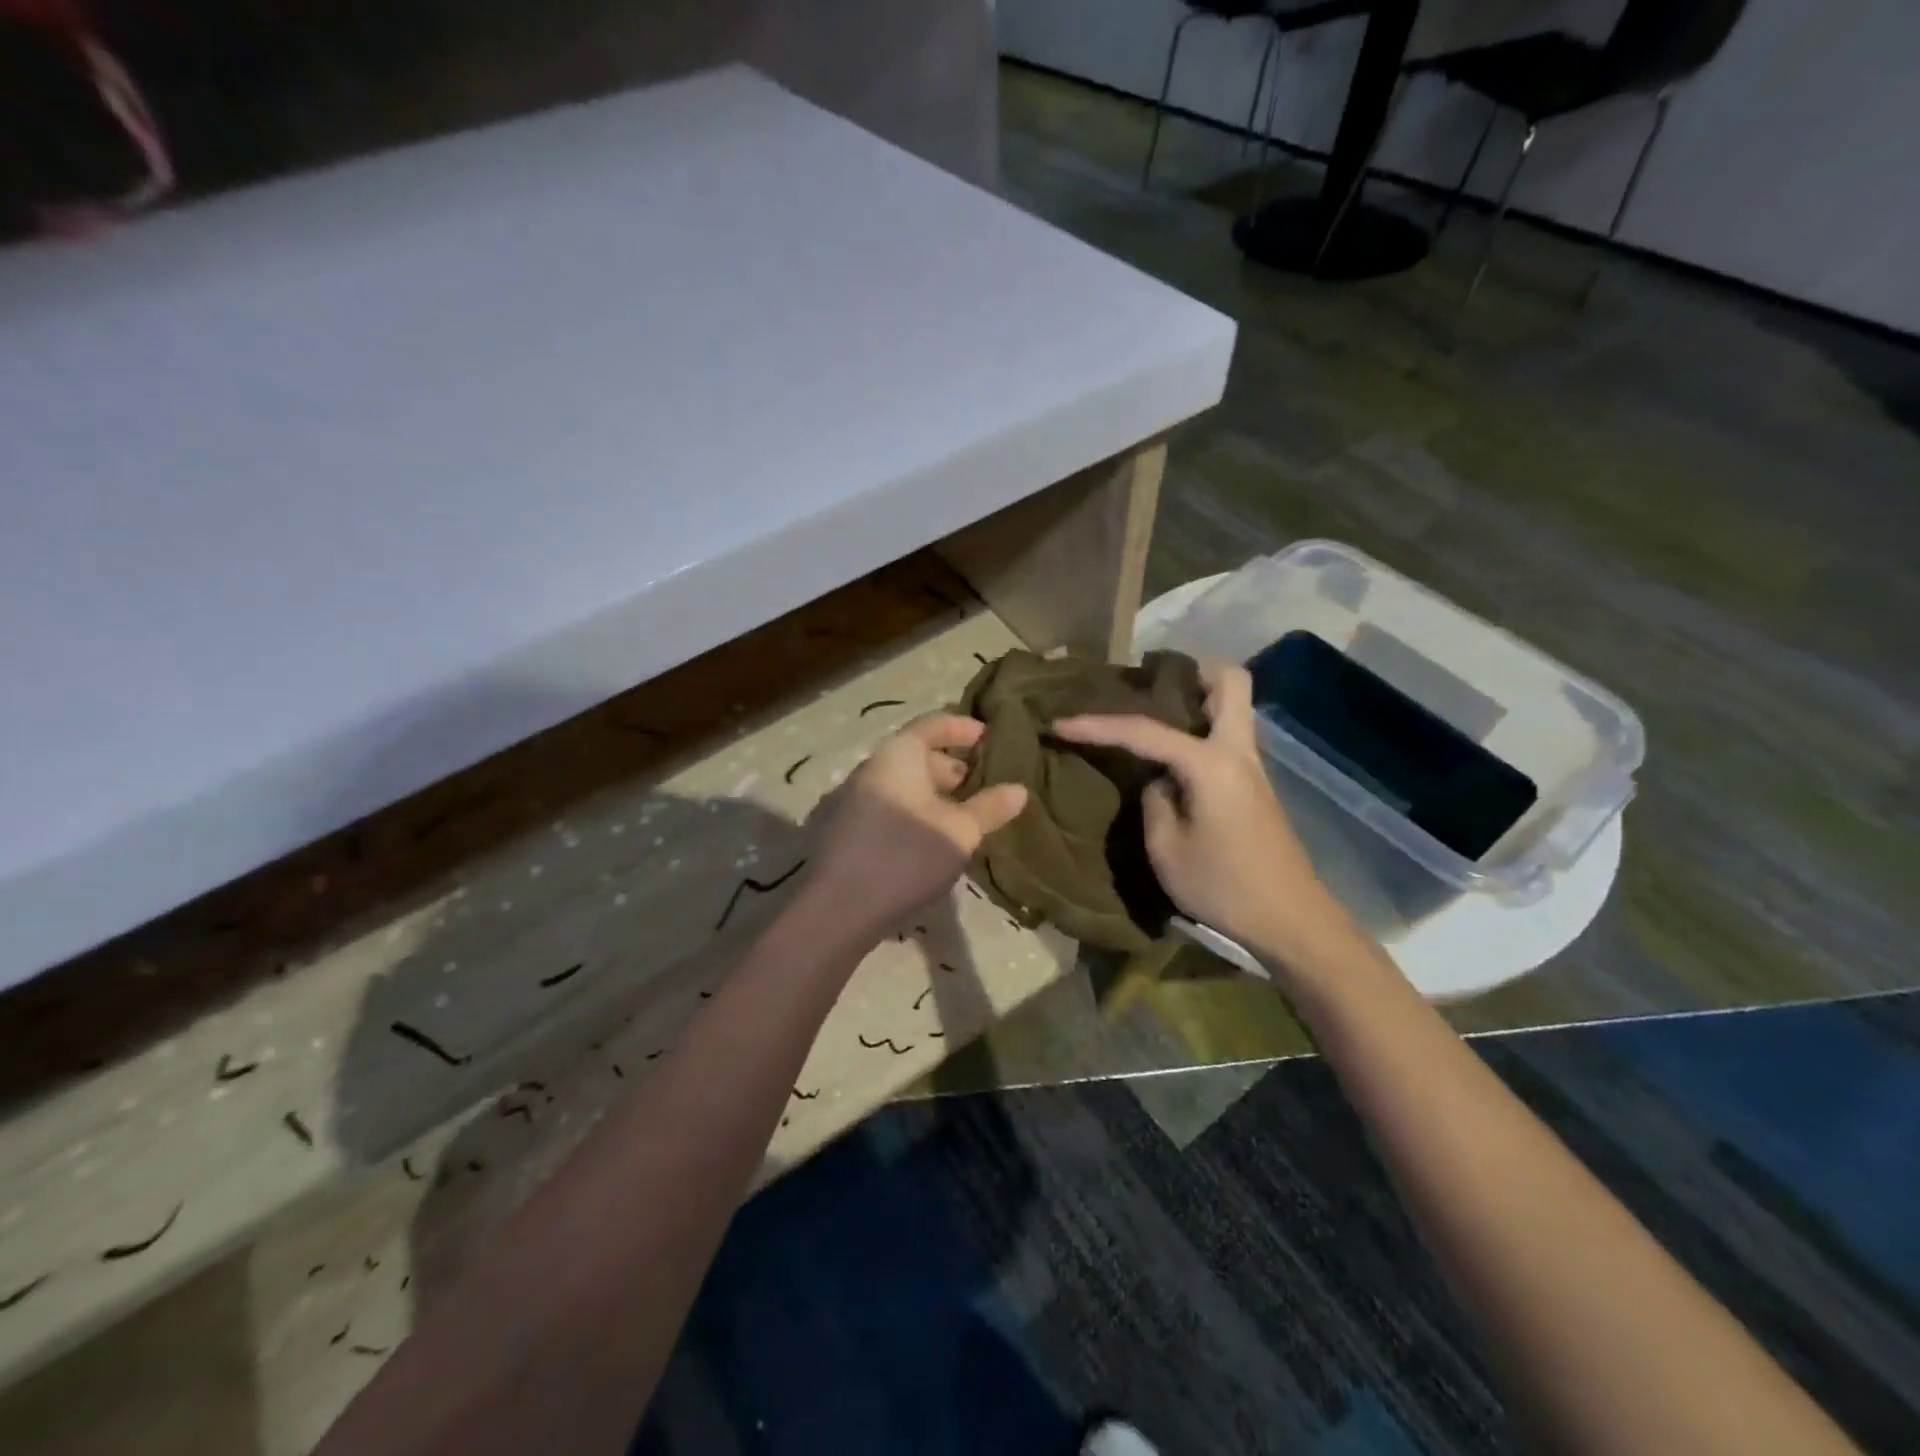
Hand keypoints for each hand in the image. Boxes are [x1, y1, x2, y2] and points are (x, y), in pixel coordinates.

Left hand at [805, 715, 1028, 941]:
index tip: (988, 736)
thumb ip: (990, 808)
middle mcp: (872, 768)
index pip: (932, 724)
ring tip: (963, 815)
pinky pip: (890, 805)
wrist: (840, 907)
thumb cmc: (907, 855)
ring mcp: (854, 798)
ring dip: (934, 793)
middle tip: (981, 784)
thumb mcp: (960, 832)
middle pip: (916, 754)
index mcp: (898, 755)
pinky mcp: (848, 829)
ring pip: (903, 783)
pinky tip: (933, 838)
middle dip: (951, 766)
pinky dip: (916, 810)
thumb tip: (1019, 790)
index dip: (962, 728)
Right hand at [1053, 663, 1351, 971]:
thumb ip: (1153, 801)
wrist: (1290, 922)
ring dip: (1195, 700)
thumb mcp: (1166, 849)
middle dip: (1188, 673)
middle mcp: (1238, 751)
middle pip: (1229, 681)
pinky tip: (1172, 757)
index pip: (1144, 731)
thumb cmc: (1223, 887)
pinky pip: (1226, 736)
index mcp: (1211, 763)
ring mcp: (1252, 767)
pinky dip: (1199, 729)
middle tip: (1146, 689)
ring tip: (1151, 717)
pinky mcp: (1255, 786)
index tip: (1060, 723)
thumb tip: (1158, 780)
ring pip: (1231, 707)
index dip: (1097, 725)